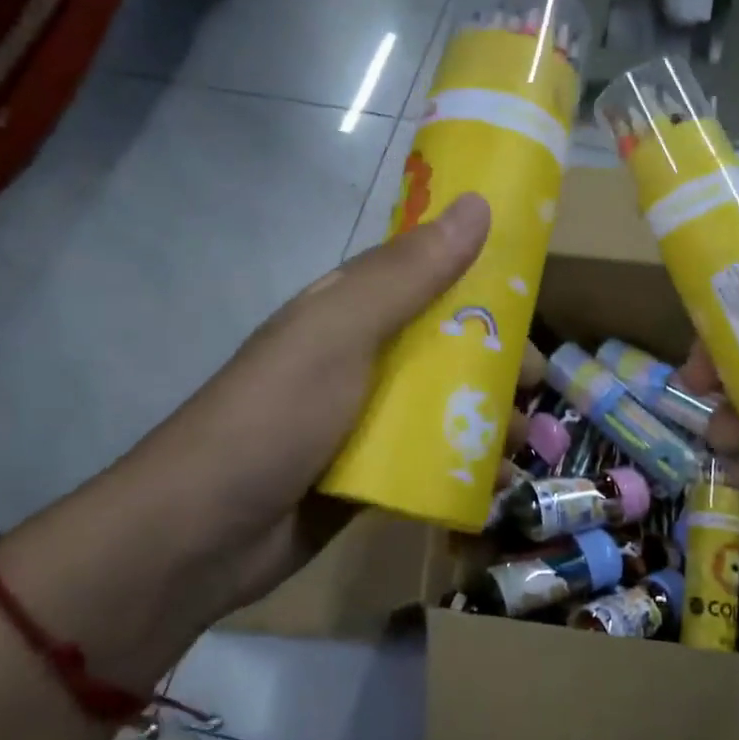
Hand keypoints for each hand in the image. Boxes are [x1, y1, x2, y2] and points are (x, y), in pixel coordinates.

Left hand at [96, 193, 492, 629]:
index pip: (426, 275)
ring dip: (489, 417)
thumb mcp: (341, 332)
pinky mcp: (370, 474)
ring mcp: (364, 419)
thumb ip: (409, 274)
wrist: (202, 535)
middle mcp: (361, 357)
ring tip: (524, 440)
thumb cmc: (276, 415)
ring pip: (444, 404)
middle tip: (536, 383)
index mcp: (351, 310)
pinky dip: (468, 466)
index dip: (479, 277)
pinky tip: (499, 483)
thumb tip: (478, 205)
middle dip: (496, 358)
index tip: (533, 293)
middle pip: (445, 344)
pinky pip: (432, 460)